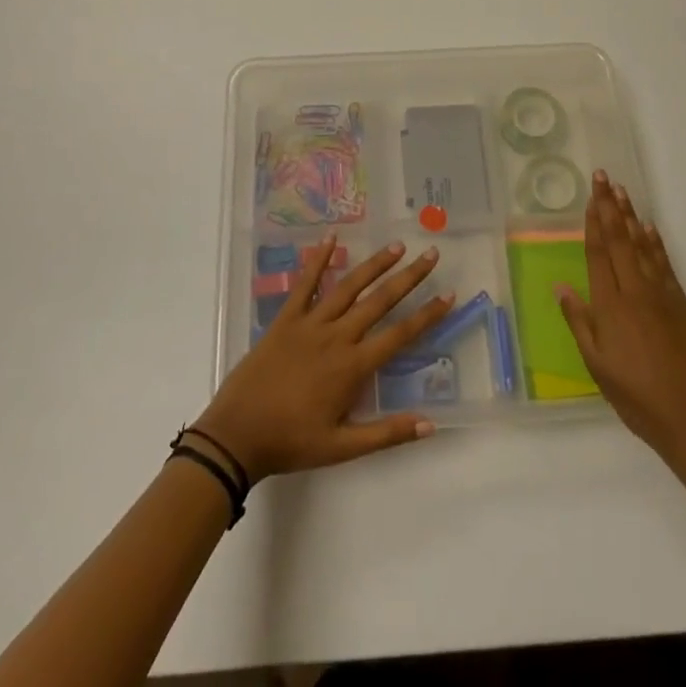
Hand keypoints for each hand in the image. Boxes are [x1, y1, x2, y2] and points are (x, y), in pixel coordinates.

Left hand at [193, 237, 452, 479]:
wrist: (237, 434)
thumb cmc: (291, 442)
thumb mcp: (342, 448)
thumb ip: (387, 433)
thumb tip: (430, 425)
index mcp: (352, 367)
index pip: (399, 335)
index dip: (426, 315)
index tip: (448, 295)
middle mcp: (336, 337)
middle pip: (379, 301)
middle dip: (408, 277)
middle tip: (430, 255)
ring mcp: (310, 323)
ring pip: (349, 286)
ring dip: (374, 265)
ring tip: (396, 246)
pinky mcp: (286, 318)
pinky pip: (305, 283)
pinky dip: (318, 259)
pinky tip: (331, 238)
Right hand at [557, 172, 685, 465]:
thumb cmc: (636, 397)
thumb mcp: (597, 366)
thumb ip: (579, 322)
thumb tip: (561, 286)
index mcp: (611, 306)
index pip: (598, 253)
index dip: (593, 221)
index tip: (590, 195)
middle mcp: (635, 292)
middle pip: (620, 240)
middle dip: (610, 206)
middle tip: (603, 177)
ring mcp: (662, 295)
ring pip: (642, 246)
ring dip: (631, 216)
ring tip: (622, 191)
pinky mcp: (682, 304)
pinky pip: (665, 264)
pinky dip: (655, 243)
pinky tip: (648, 228)